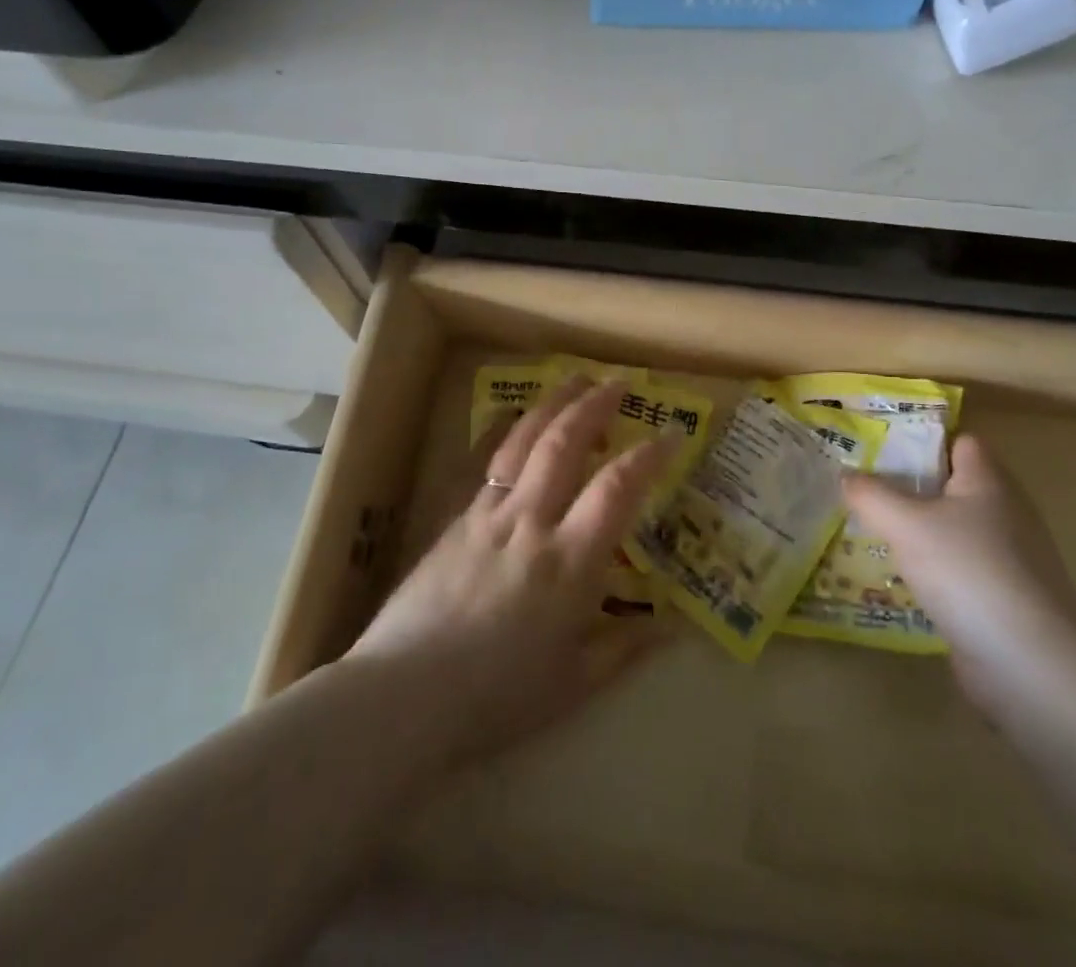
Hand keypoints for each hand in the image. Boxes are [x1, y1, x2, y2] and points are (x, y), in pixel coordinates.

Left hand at [347, 377, 671, 766]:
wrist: (404, 695)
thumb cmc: (497, 696)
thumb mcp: (573, 684)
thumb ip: (624, 648)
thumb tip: (671, 627)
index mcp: (568, 563)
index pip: (616, 489)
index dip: (648, 456)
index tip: (671, 435)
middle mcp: (530, 523)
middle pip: (565, 444)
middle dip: (595, 405)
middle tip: (619, 382)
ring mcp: (488, 514)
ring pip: (523, 441)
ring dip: (553, 403)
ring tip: (574, 379)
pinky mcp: (456, 518)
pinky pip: (486, 461)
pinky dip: (506, 430)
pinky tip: (513, 416)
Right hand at [847, 435, 1075, 711]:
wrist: (1031, 665)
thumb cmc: (968, 572)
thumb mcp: (905, 525)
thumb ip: (870, 495)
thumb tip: (845, 475)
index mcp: (988, 482)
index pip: (960, 441)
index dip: (923, 439)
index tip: (879, 447)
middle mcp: (1004, 513)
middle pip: (952, 486)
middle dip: (909, 487)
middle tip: (862, 489)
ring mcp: (1008, 559)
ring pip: (952, 531)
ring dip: (917, 533)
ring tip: (869, 532)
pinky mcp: (1003, 599)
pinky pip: (958, 570)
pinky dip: (931, 572)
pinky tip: (898, 581)